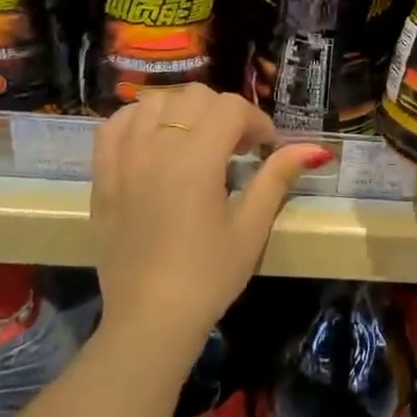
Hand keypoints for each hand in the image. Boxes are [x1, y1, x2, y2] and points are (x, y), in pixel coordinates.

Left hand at [90, 86, 328, 359]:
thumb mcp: (251, 228)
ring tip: (196, 141)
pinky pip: (115, 125)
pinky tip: (155, 140)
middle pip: (194, 96)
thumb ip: (277, 177)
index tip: (265, 148)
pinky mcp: (102, 177)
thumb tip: (314, 148)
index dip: (256, 121)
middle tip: (236, 146)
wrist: (150, 320)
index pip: (230, 108)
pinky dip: (138, 120)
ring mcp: (124, 160)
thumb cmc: (208, 276)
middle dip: (223, 112)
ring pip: (154, 102)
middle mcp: (156, 149)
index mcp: (196, 162)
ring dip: (183, 111)